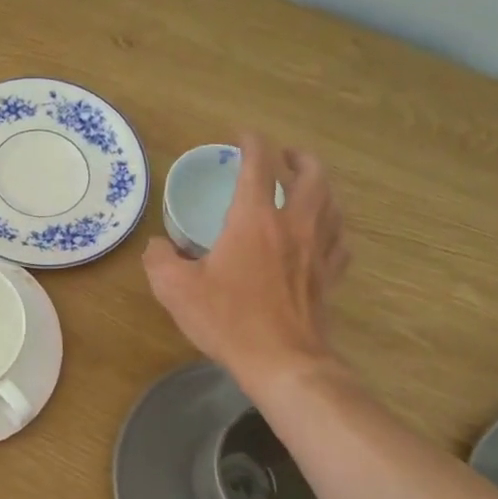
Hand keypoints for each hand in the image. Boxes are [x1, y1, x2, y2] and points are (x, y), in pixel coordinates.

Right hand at [143, 134, 349, 392]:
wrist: (282, 362)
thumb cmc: (228, 319)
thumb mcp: (175, 289)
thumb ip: (160, 259)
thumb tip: (158, 245)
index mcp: (254, 220)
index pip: (258, 165)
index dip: (251, 143)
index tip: (242, 136)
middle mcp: (293, 225)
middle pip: (312, 175)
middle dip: (299, 158)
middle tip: (284, 157)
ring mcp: (318, 251)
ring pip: (332, 203)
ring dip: (321, 186)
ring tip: (307, 186)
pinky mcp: (330, 276)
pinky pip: (340, 241)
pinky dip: (333, 227)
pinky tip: (324, 233)